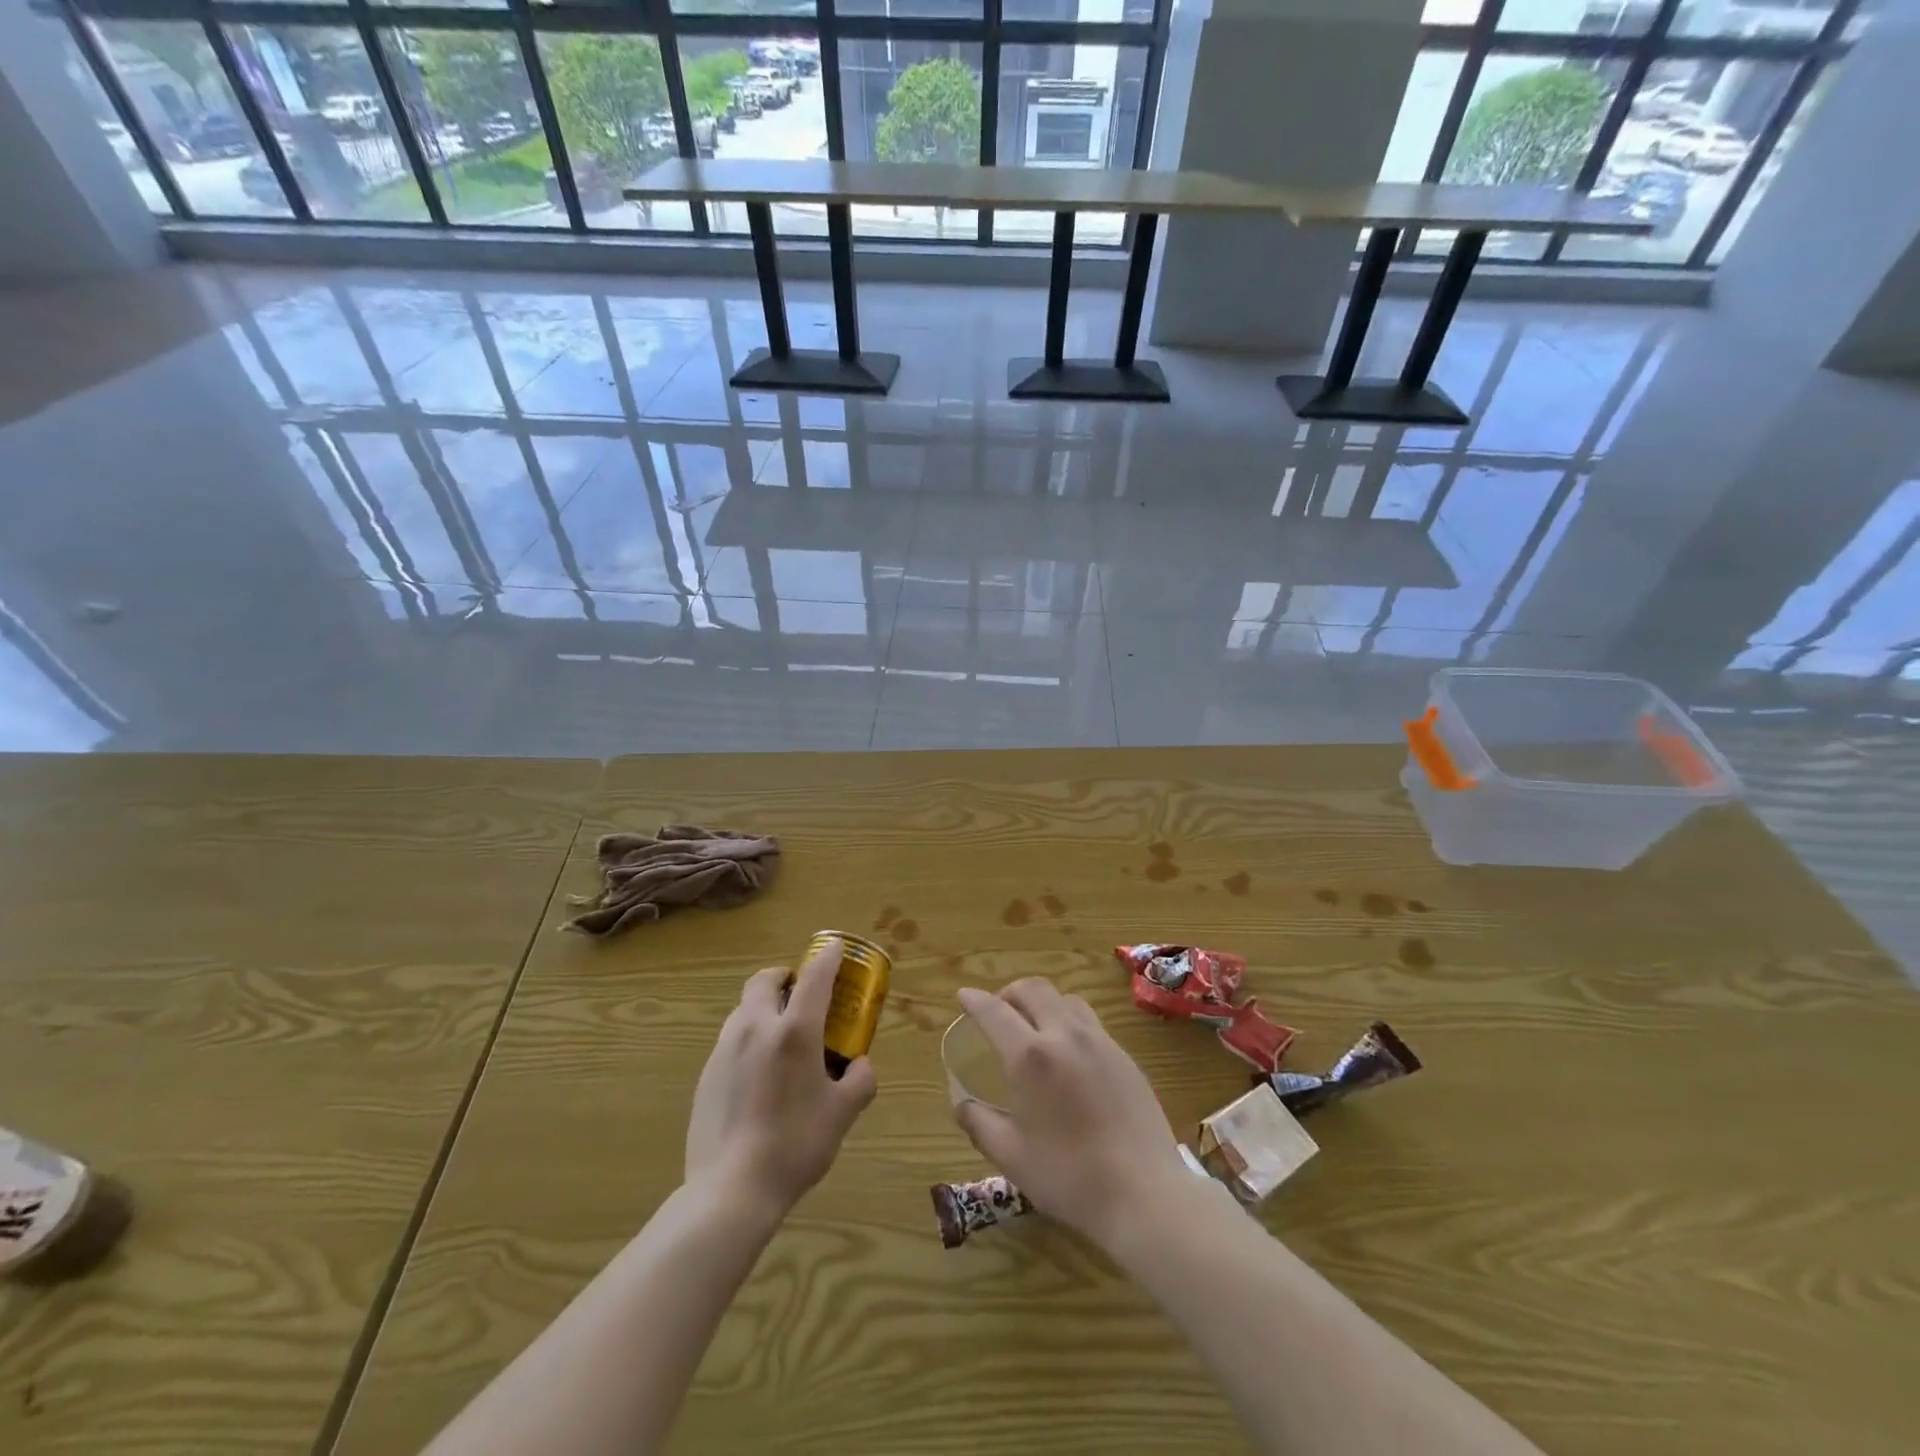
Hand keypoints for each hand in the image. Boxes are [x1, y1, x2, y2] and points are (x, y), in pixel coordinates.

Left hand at [685, 937, 876, 1218]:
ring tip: (780, 1037)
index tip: (836, 946)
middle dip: (783, 977)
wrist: (730, 1190)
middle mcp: (757, 1028)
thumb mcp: (842, 1114)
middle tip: (800, 994)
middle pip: (764, 980)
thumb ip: (860, 1081)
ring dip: (764, 1008)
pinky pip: (731, 1040)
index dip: (828, 957)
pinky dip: (748, 1039)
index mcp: (795, 1031)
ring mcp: (725, 1049)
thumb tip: (860, 1065)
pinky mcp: (707, 1074)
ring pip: (744, 1009)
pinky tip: (758, 1075)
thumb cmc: (795, 1145)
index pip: (814, 976)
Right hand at [952, 979, 1186, 1250]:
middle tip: (997, 1011)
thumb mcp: (1011, 1157)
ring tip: (1033, 1026)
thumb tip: (960, 1102)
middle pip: (1032, 989)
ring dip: (1041, 1001)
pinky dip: (1068, 1020)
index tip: (963, 996)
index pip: (994, 1011)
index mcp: (1030, 1057)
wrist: (1144, 1194)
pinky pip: (1089, 1021)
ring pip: (1064, 999)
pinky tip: (1068, 1053)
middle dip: (1008, 992)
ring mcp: (1099, 1041)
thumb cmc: (1069, 1178)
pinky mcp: (1124, 1055)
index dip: (974, 1000)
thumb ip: (978, 1122)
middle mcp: (1064, 1035)